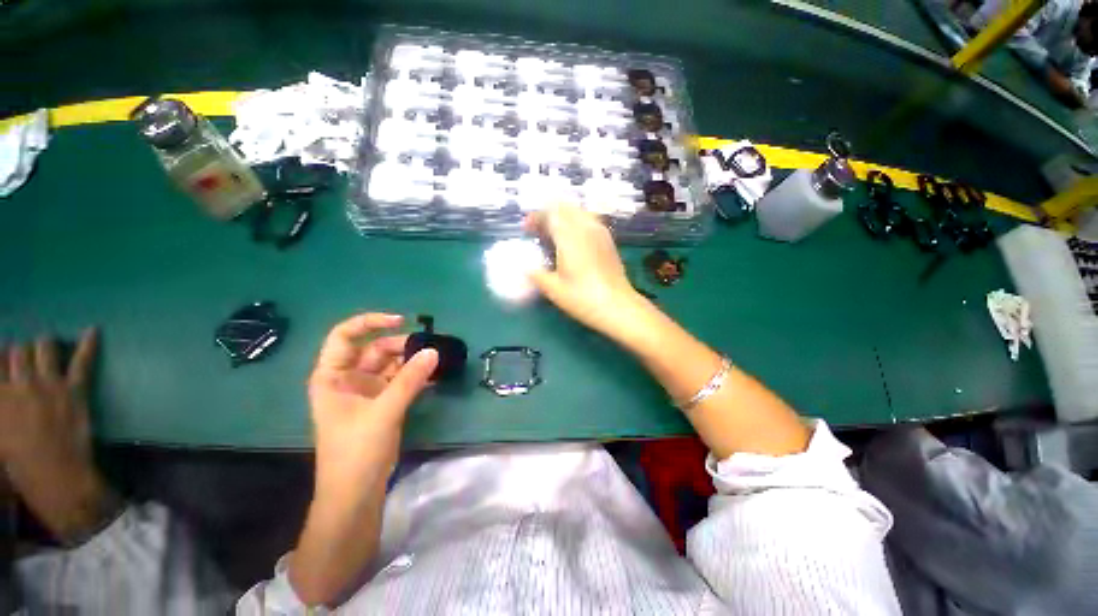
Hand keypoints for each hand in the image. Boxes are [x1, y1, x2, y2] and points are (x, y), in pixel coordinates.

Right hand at [0, 330, 114, 543]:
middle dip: (22, 350)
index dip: (2, 358)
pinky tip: (93, 329)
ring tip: (47, 346)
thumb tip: (4, 393)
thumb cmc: (21, 466)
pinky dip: (88, 344)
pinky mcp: (73, 389)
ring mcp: (48, 384)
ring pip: (44, 347)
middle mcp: (19, 383)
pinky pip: (82, 360)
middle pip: (19, 349)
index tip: (6, 360)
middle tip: (27, 358)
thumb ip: (0, 407)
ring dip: (45, 344)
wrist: (56, 478)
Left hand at [307, 313, 437, 502]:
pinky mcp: (383, 403)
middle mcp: (348, 379)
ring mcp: (367, 391)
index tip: (401, 321)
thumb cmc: (356, 450)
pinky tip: (434, 376)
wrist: (356, 492)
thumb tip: (433, 351)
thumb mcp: (383, 411)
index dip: (370, 322)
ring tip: (436, 359)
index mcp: (332, 375)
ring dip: (412, 360)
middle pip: (375, 349)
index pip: (345, 336)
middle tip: (429, 347)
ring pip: (391, 364)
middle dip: (401, 345)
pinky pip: (401, 381)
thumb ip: (409, 380)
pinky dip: (416, 376)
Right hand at [525, 205, 647, 340]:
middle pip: (565, 207)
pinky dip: (576, 223)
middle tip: (538, 230)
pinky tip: (572, 242)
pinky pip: (589, 221)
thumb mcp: (553, 290)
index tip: (526, 229)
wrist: (618, 307)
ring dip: (563, 217)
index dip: (536, 216)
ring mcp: (600, 232)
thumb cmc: (583, 298)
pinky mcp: (608, 240)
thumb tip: (524, 268)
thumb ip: (536, 275)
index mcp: (570, 236)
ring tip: (554, 234)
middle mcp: (586, 227)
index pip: (551, 212)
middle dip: (548, 214)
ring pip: (579, 212)